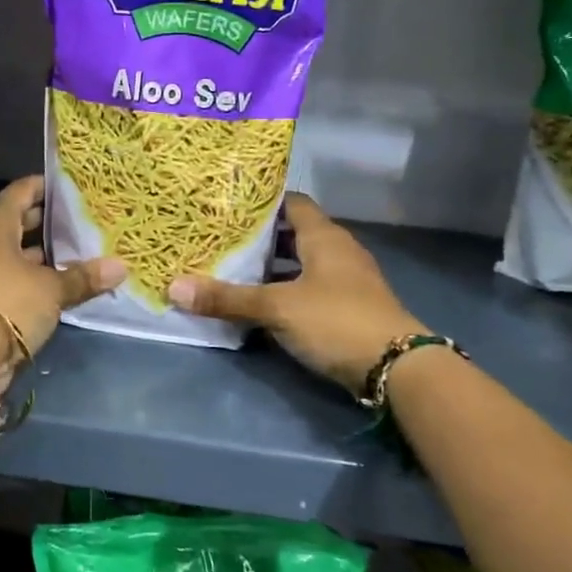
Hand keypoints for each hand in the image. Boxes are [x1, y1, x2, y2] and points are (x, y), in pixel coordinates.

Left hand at [0, 176, 125, 365]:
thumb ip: (83, 277)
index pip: (20, 191)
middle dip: (42, 222)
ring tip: (69, 254)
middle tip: (76, 222)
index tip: (69, 188)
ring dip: (32, 253)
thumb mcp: (52, 290)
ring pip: (5, 251)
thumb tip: (121, 267)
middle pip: (12, 221)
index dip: (44, 187)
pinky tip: (48, 284)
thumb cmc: (7, 303)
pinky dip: (21, 276)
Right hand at [167, 193, 422, 392]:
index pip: (291, 203)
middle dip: (259, 238)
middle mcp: (338, 251)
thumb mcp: (277, 308)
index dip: (261, 203)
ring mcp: (347, 281)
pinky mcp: (349, 308)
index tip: (227, 207)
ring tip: (232, 271)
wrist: (398, 369)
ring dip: (272, 268)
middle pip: (294, 233)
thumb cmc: (336, 321)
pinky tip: (261, 305)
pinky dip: (286, 291)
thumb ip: (227, 298)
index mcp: (324, 237)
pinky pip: (310, 289)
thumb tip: (174, 287)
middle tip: (220, 240)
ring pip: (301, 264)